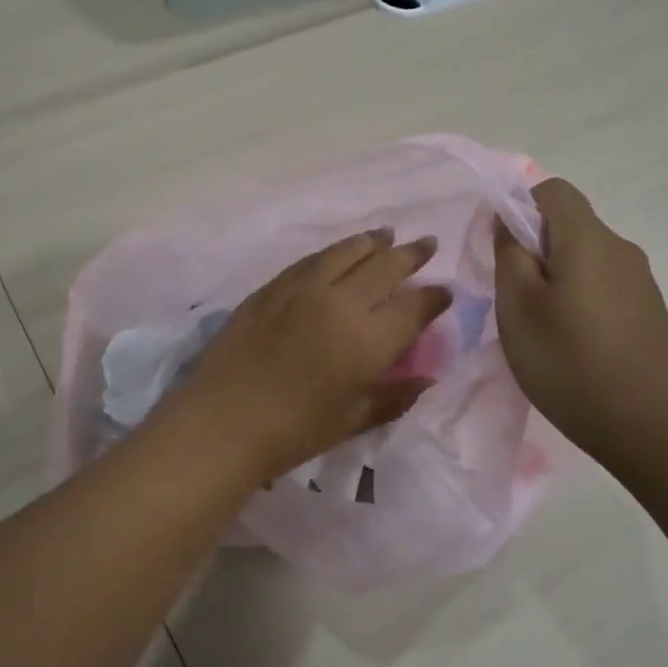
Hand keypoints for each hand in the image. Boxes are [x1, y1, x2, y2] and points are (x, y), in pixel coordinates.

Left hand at [162, 229, 452, 480]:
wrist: (223, 420)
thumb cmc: (294, 432)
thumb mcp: (352, 420)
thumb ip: (394, 397)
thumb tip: (426, 379)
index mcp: (369, 339)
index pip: (414, 306)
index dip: (434, 297)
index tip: (444, 292)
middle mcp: (341, 302)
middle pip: (385, 266)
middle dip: (411, 255)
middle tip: (426, 244)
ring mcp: (303, 288)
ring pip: (347, 252)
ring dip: (372, 242)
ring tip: (387, 235)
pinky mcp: (272, 286)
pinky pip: (311, 259)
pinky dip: (334, 252)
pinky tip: (340, 251)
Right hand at [493, 178, 667, 460]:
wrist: (645, 424)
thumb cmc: (567, 360)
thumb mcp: (517, 306)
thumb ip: (509, 253)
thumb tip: (507, 220)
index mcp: (588, 239)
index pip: (552, 190)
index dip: (519, 207)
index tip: (501, 248)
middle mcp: (621, 249)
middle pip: (570, 225)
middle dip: (535, 247)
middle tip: (512, 295)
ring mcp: (641, 281)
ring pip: (586, 258)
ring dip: (557, 276)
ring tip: (540, 324)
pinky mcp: (649, 311)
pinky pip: (605, 285)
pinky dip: (580, 298)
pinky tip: (571, 342)